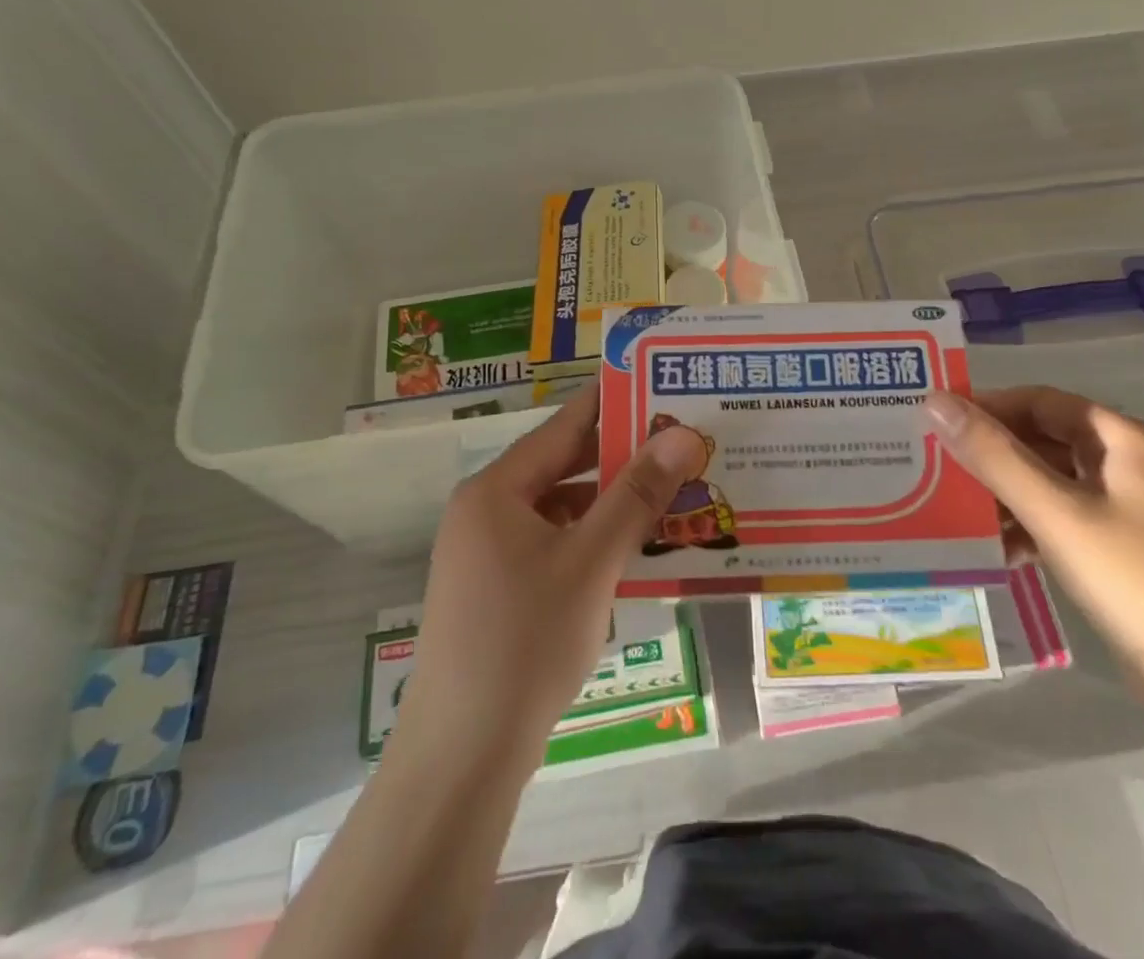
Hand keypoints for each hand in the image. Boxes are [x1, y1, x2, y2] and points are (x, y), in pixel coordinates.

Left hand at [393, 387, 711, 772]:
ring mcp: (486, 553)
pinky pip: (552, 544)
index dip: (613, 404)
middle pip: (562, 467)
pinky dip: (590, 540)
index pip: (564, 427)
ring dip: (609, 503)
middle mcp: (485, 511)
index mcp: (496, 490)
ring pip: (559, 509)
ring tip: (668, 493)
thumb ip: (637, 495)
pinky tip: (632, 549)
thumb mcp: (591, 561)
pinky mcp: (496, 590)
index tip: (658, 384)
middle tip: (679, 442)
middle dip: (620, 457)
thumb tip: (682, 435)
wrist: (462, 758)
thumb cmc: (525, 642)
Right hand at [923, 386, 1143, 771]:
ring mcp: (1134, 508)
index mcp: (1126, 440)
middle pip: (1046, 438)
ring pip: (1053, 480)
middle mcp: (1133, 463)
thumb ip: (994, 455)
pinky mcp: (1129, 548)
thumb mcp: (1056, 513)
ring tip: (962, 515)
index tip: (937, 424)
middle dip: (993, 455)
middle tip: (940, 469)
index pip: (1041, 400)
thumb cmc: (1136, 583)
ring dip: (1008, 493)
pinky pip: (1067, 517)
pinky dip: (1032, 525)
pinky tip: (1002, 551)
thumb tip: (934, 401)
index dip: (988, 406)